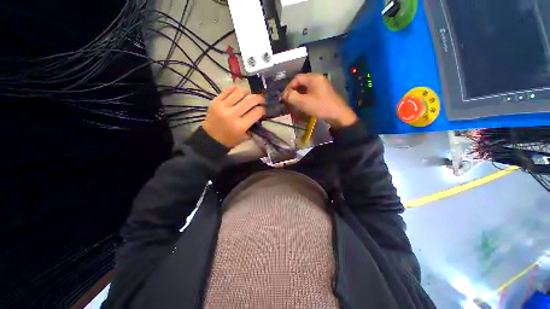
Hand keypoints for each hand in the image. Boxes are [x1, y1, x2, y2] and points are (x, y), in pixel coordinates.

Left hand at [203, 86, 265, 147]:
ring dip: (248, 92)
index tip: (265, 108)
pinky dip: (236, 89)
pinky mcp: (215, 101)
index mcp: (240, 126)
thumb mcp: (245, 136)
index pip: (257, 112)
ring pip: (240, 92)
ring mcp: (223, 106)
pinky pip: (228, 90)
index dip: (263, 108)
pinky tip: (240, 92)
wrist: (211, 139)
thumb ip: (253, 124)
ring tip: (249, 95)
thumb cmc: (230, 140)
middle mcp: (232, 114)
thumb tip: (260, 112)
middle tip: (261, 99)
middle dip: (259, 98)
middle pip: (250, 100)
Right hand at [283, 73, 356, 127]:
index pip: (296, 78)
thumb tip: (283, 95)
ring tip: (294, 103)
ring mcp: (322, 86)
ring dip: (298, 95)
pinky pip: (311, 92)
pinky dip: (305, 97)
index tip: (284, 97)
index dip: (288, 87)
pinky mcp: (324, 93)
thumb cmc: (320, 106)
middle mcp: (318, 79)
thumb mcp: (303, 102)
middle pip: (301, 82)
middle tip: (288, 100)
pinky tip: (303, 105)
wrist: (338, 115)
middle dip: (293, 91)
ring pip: (306, 88)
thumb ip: (291, 97)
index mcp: (313, 78)